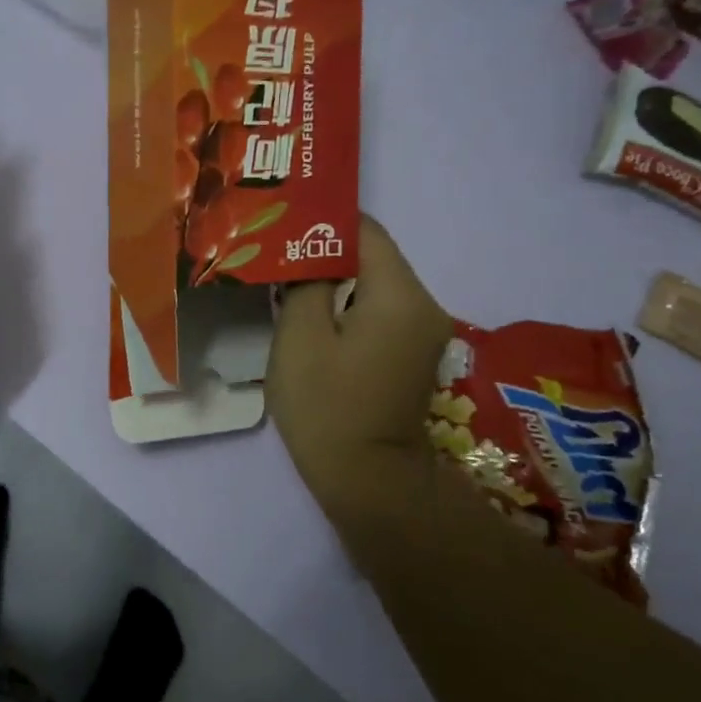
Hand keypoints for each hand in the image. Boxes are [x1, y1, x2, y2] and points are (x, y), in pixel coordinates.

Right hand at [266, 216, 450, 528]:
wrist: (368, 480)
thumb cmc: (327, 407)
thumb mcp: (299, 338)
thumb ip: (304, 281)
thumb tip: (307, 253)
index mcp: (400, 295)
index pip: (365, 231)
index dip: (322, 220)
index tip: (282, 223)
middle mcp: (424, 305)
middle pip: (373, 256)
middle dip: (324, 250)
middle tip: (276, 250)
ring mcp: (424, 332)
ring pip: (375, 284)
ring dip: (335, 279)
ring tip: (287, 280)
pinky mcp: (413, 353)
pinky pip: (380, 310)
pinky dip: (349, 305)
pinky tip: (314, 315)